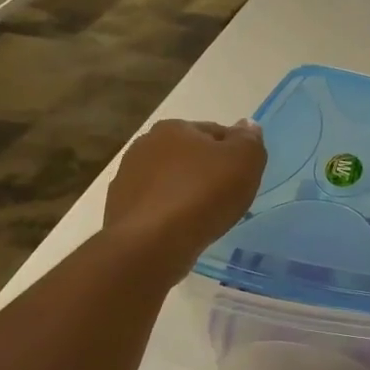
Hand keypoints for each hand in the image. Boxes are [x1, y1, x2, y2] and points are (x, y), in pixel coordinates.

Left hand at [104, 119, 265, 280]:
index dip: (233, 153)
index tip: (243, 176)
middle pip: (188, 156)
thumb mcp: (244, 161)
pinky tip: (180, 231)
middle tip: (226, 197)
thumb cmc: (203, 195)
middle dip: (206, 172)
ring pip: (169, 182)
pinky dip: (167, 214)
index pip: (214, 132)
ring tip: (203, 218)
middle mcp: (145, 145)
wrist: (151, 243)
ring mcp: (127, 178)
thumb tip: (247, 126)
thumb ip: (249, 140)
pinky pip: (154, 207)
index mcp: (174, 128)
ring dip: (185, 193)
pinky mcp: (119, 209)